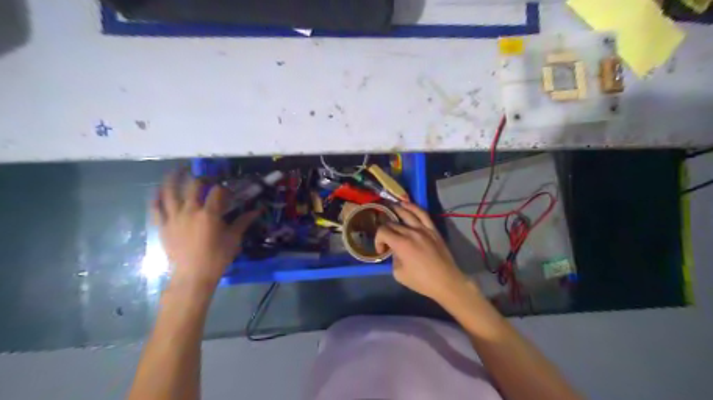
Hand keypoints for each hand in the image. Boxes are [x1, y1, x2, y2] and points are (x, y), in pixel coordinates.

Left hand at [151, 171, 260, 291]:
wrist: (192, 276)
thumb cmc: (217, 258)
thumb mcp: (234, 239)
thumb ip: (244, 221)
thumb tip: (258, 210)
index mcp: (209, 213)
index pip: (217, 191)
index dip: (224, 188)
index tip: (229, 192)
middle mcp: (189, 210)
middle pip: (193, 185)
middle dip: (202, 178)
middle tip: (208, 179)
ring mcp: (173, 217)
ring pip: (169, 191)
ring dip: (173, 178)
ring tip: (178, 170)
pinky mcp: (162, 226)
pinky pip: (156, 208)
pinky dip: (156, 198)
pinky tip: (159, 191)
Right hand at [373, 203, 471, 302]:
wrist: (446, 281)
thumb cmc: (421, 281)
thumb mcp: (399, 274)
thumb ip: (393, 259)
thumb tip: (395, 251)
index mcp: (401, 244)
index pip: (383, 231)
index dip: (378, 240)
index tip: (382, 250)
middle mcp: (411, 232)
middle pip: (393, 223)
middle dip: (385, 229)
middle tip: (385, 237)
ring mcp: (424, 229)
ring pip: (407, 213)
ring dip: (396, 209)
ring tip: (390, 207)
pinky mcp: (433, 230)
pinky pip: (423, 214)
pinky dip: (413, 207)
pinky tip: (406, 204)